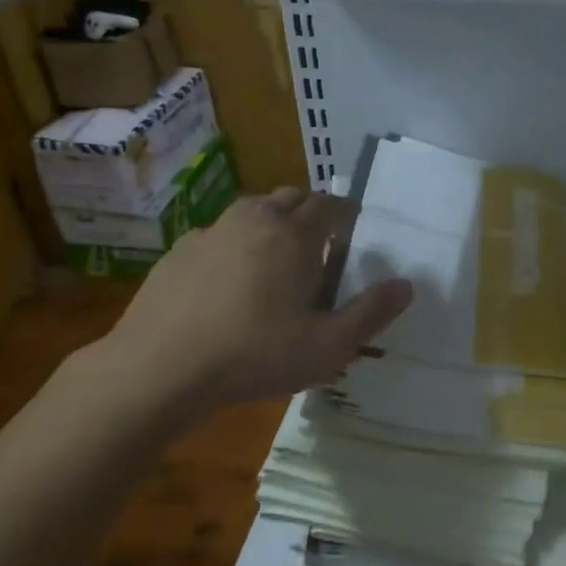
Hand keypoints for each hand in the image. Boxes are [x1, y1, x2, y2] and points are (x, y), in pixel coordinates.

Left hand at [97, 188, 413, 415]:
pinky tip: (230, 281)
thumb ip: (371, 313)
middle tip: (321, 245)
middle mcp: (254, 219)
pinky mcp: (179, 251)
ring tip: (278, 258)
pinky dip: (235, 244)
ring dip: (273, 223)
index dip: (346, 215)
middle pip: (291, 197)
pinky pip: (219, 234)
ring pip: (252, 210)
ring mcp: (211, 232)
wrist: (158, 368)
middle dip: (312, 212)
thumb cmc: (255, 354)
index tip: (354, 233)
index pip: (330, 205)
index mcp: (294, 234)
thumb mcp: (328, 346)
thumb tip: (407, 284)